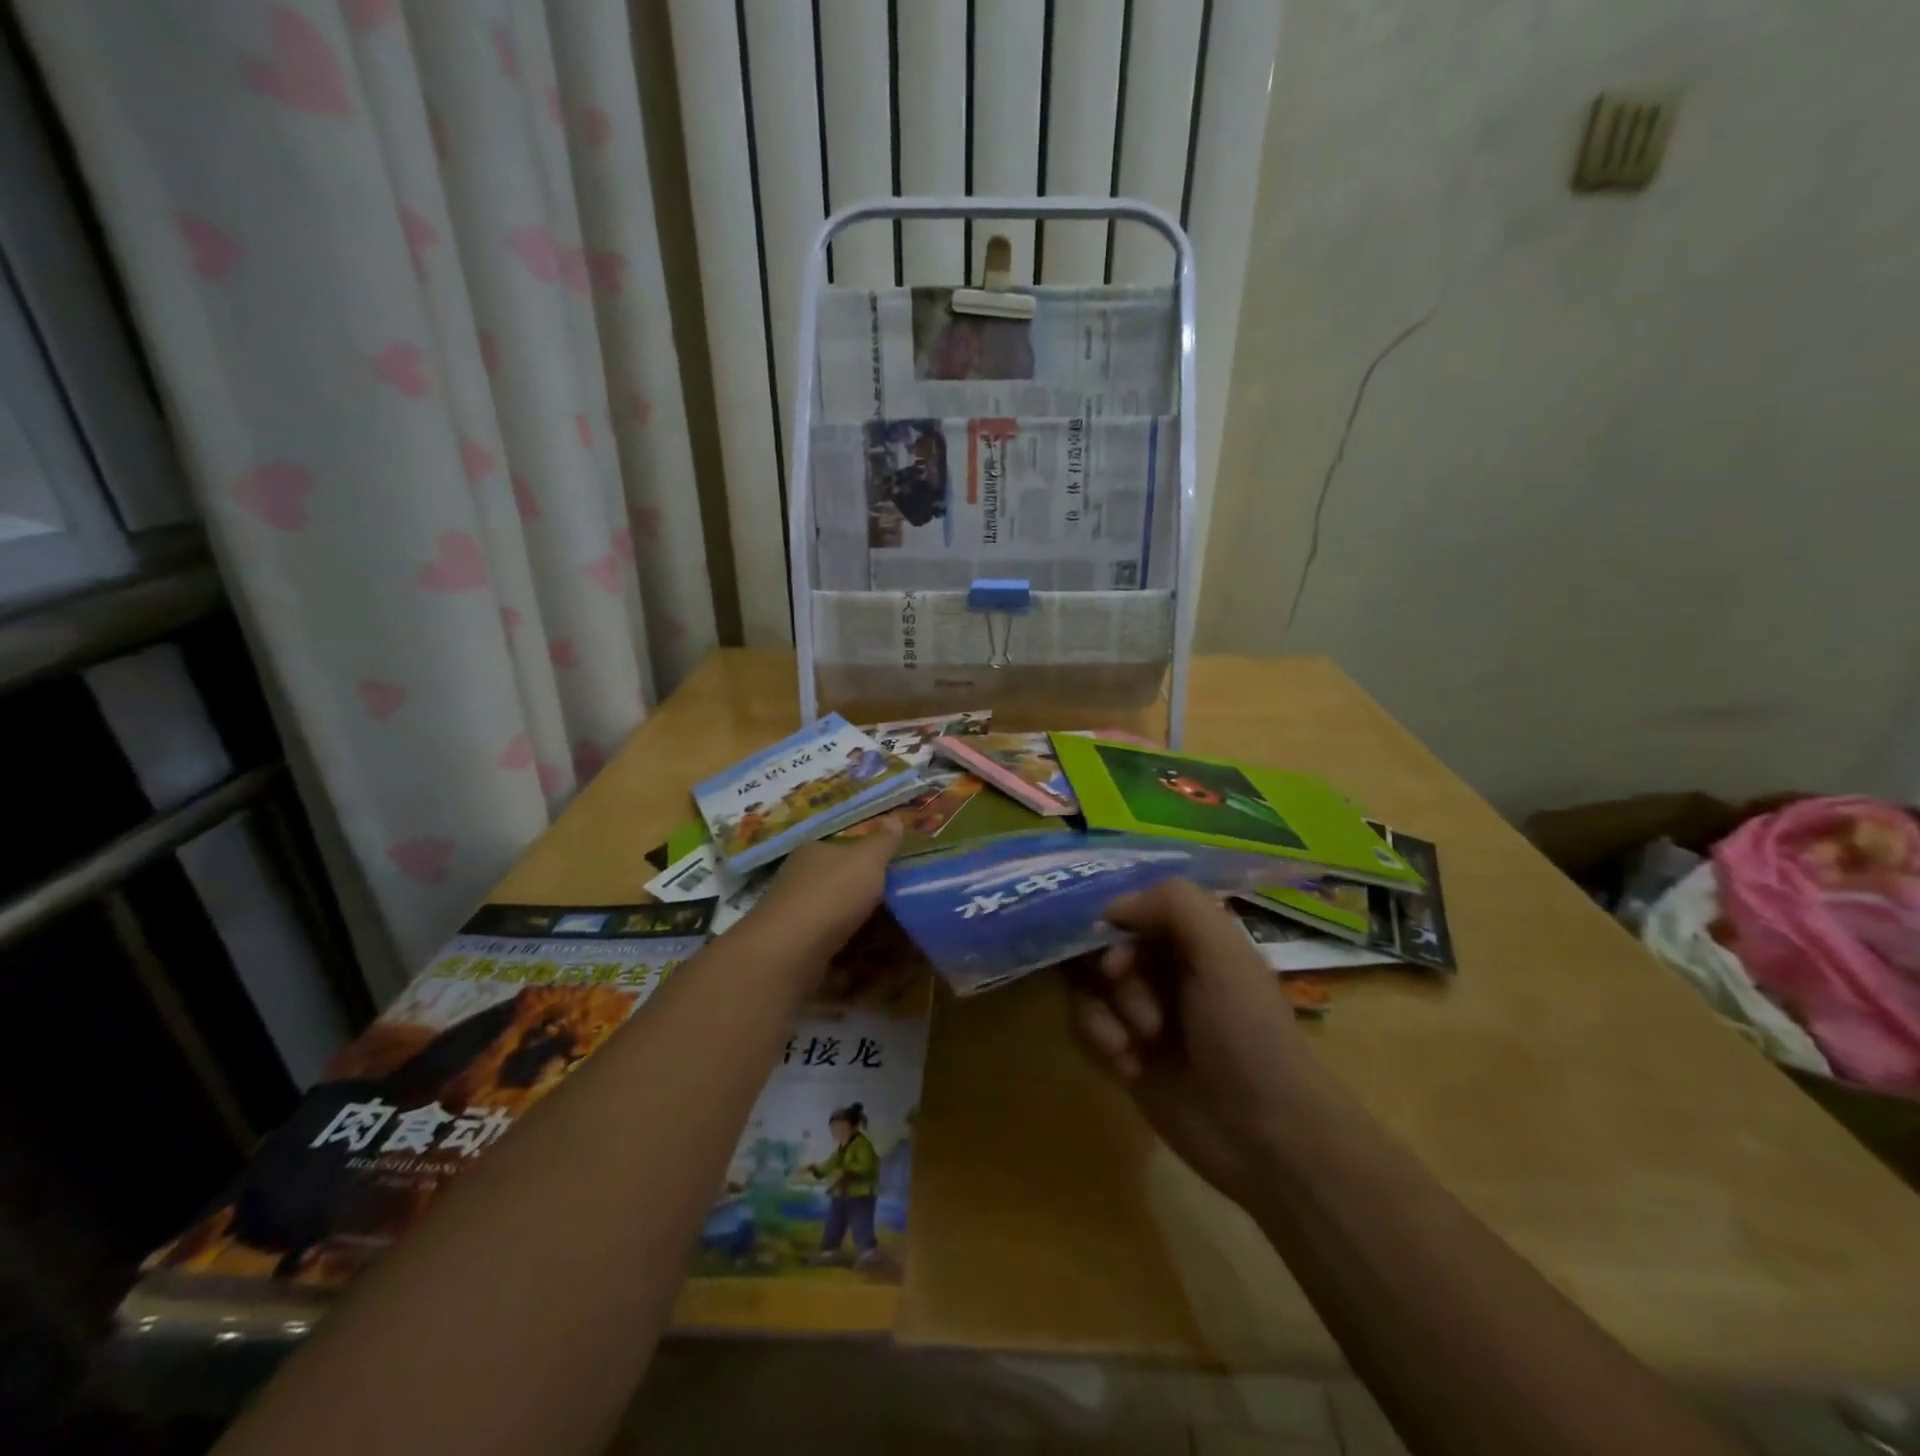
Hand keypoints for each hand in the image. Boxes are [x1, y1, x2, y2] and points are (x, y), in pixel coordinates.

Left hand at [747, 817, 902, 955]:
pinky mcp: (799, 956)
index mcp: (813, 854)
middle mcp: (800, 883)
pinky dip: (856, 963)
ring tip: (901, 946)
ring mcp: (797, 921)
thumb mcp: (867, 859)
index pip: (844, 851)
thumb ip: (884, 842)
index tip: (899, 878)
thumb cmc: (831, 895)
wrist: (789, 954)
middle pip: (844, 890)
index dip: (872, 862)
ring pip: (841, 925)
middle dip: (873, 903)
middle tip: (905, 914)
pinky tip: (877, 970)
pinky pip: (836, 956)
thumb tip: (895, 819)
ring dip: (868, 936)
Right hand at [1070, 878, 1315, 1206]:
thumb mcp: (1224, 955)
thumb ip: (1174, 905)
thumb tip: (1111, 907)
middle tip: (1141, 1011)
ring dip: (1101, 1011)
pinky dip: (1098, 1039)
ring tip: (1133, 1045)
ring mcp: (1141, 1010)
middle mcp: (1164, 967)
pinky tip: (1129, 1067)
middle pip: (1101, 944)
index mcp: (1193, 938)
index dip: (1115, 926)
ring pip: (1087, 984)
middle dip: (1112, 976)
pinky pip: (1085, 1024)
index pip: (1132, 907)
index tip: (1117, 955)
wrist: (1265, 1138)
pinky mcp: (1124, 1050)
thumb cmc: (1248, 1035)